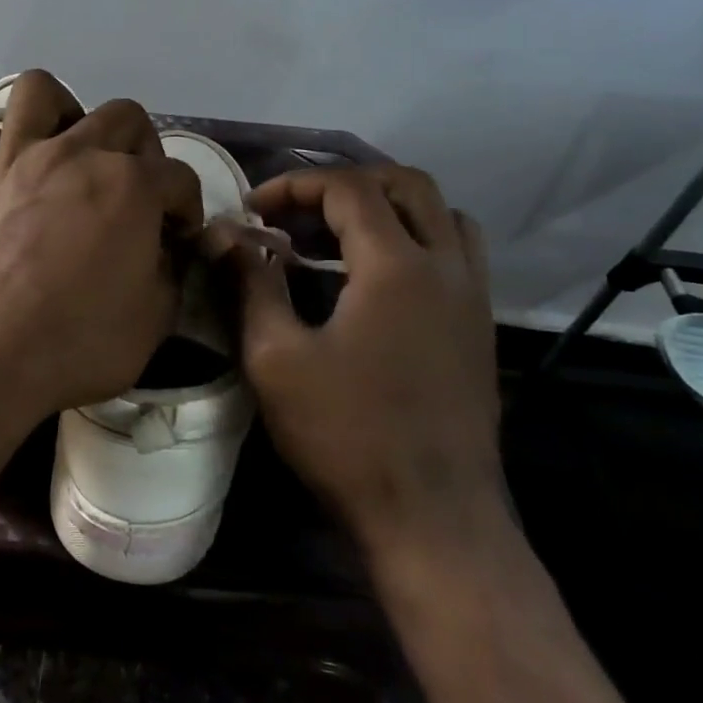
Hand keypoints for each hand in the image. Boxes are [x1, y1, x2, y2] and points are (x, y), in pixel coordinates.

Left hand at [0, 72, 203, 441]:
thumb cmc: (74, 345)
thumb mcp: (153, 321)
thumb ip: (167, 273)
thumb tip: (160, 251)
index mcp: (129, 184)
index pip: (179, 177)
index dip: (187, 206)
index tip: (178, 235)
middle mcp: (74, 153)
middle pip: (123, 116)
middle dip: (142, 149)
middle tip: (134, 190)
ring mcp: (13, 160)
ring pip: (38, 92)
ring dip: (61, 112)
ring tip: (65, 148)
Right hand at [231, 163, 506, 575]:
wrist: (432, 518)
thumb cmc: (346, 435)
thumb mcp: (276, 358)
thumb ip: (249, 283)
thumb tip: (222, 234)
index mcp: (397, 266)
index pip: (348, 188)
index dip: (294, 186)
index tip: (252, 209)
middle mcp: (446, 265)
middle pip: (404, 184)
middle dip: (344, 184)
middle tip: (296, 213)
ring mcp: (473, 296)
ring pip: (440, 212)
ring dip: (387, 206)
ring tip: (337, 235)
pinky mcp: (480, 326)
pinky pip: (457, 250)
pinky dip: (416, 237)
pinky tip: (376, 276)